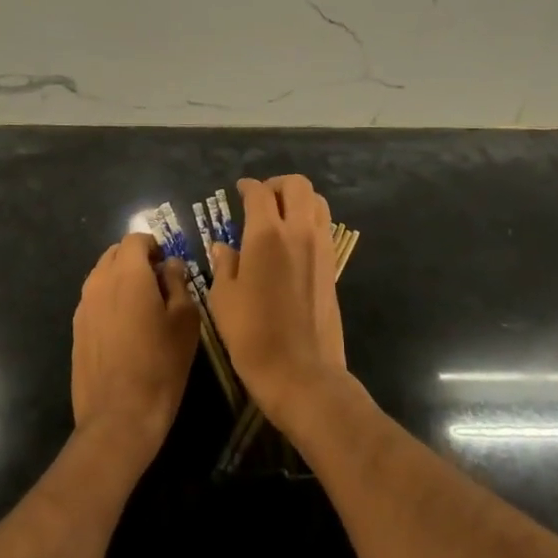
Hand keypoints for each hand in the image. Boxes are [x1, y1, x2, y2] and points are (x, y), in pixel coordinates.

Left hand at [71, 233, 199, 465]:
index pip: (135, 239)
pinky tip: (126, 329)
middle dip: (136, 259)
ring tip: (143, 307)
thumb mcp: (185, 320)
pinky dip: (109, 301)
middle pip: (115, 254)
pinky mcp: (77, 330)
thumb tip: (170, 265)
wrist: (119, 417)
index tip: (168, 265)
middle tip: (159, 283)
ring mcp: (83, 307)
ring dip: (121, 280)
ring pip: (102, 276)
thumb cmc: (161, 364)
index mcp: (127, 273)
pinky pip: (94, 300)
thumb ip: (178, 283)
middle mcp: (99, 282)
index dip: (154, 245)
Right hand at [209, 175, 347, 427]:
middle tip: (261, 198)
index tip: (239, 190)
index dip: (247, 186)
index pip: (259, 193)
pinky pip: (324, 226)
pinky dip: (310, 219)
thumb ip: (224, 264)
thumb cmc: (252, 336)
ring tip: (280, 215)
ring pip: (317, 201)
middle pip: (297, 185)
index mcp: (266, 235)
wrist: (301, 372)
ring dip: (298, 199)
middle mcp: (298, 232)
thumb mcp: (223, 299)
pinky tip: (293, 240)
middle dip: (277, 184)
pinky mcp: (333, 265)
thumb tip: (224, 246)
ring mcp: (321, 247)